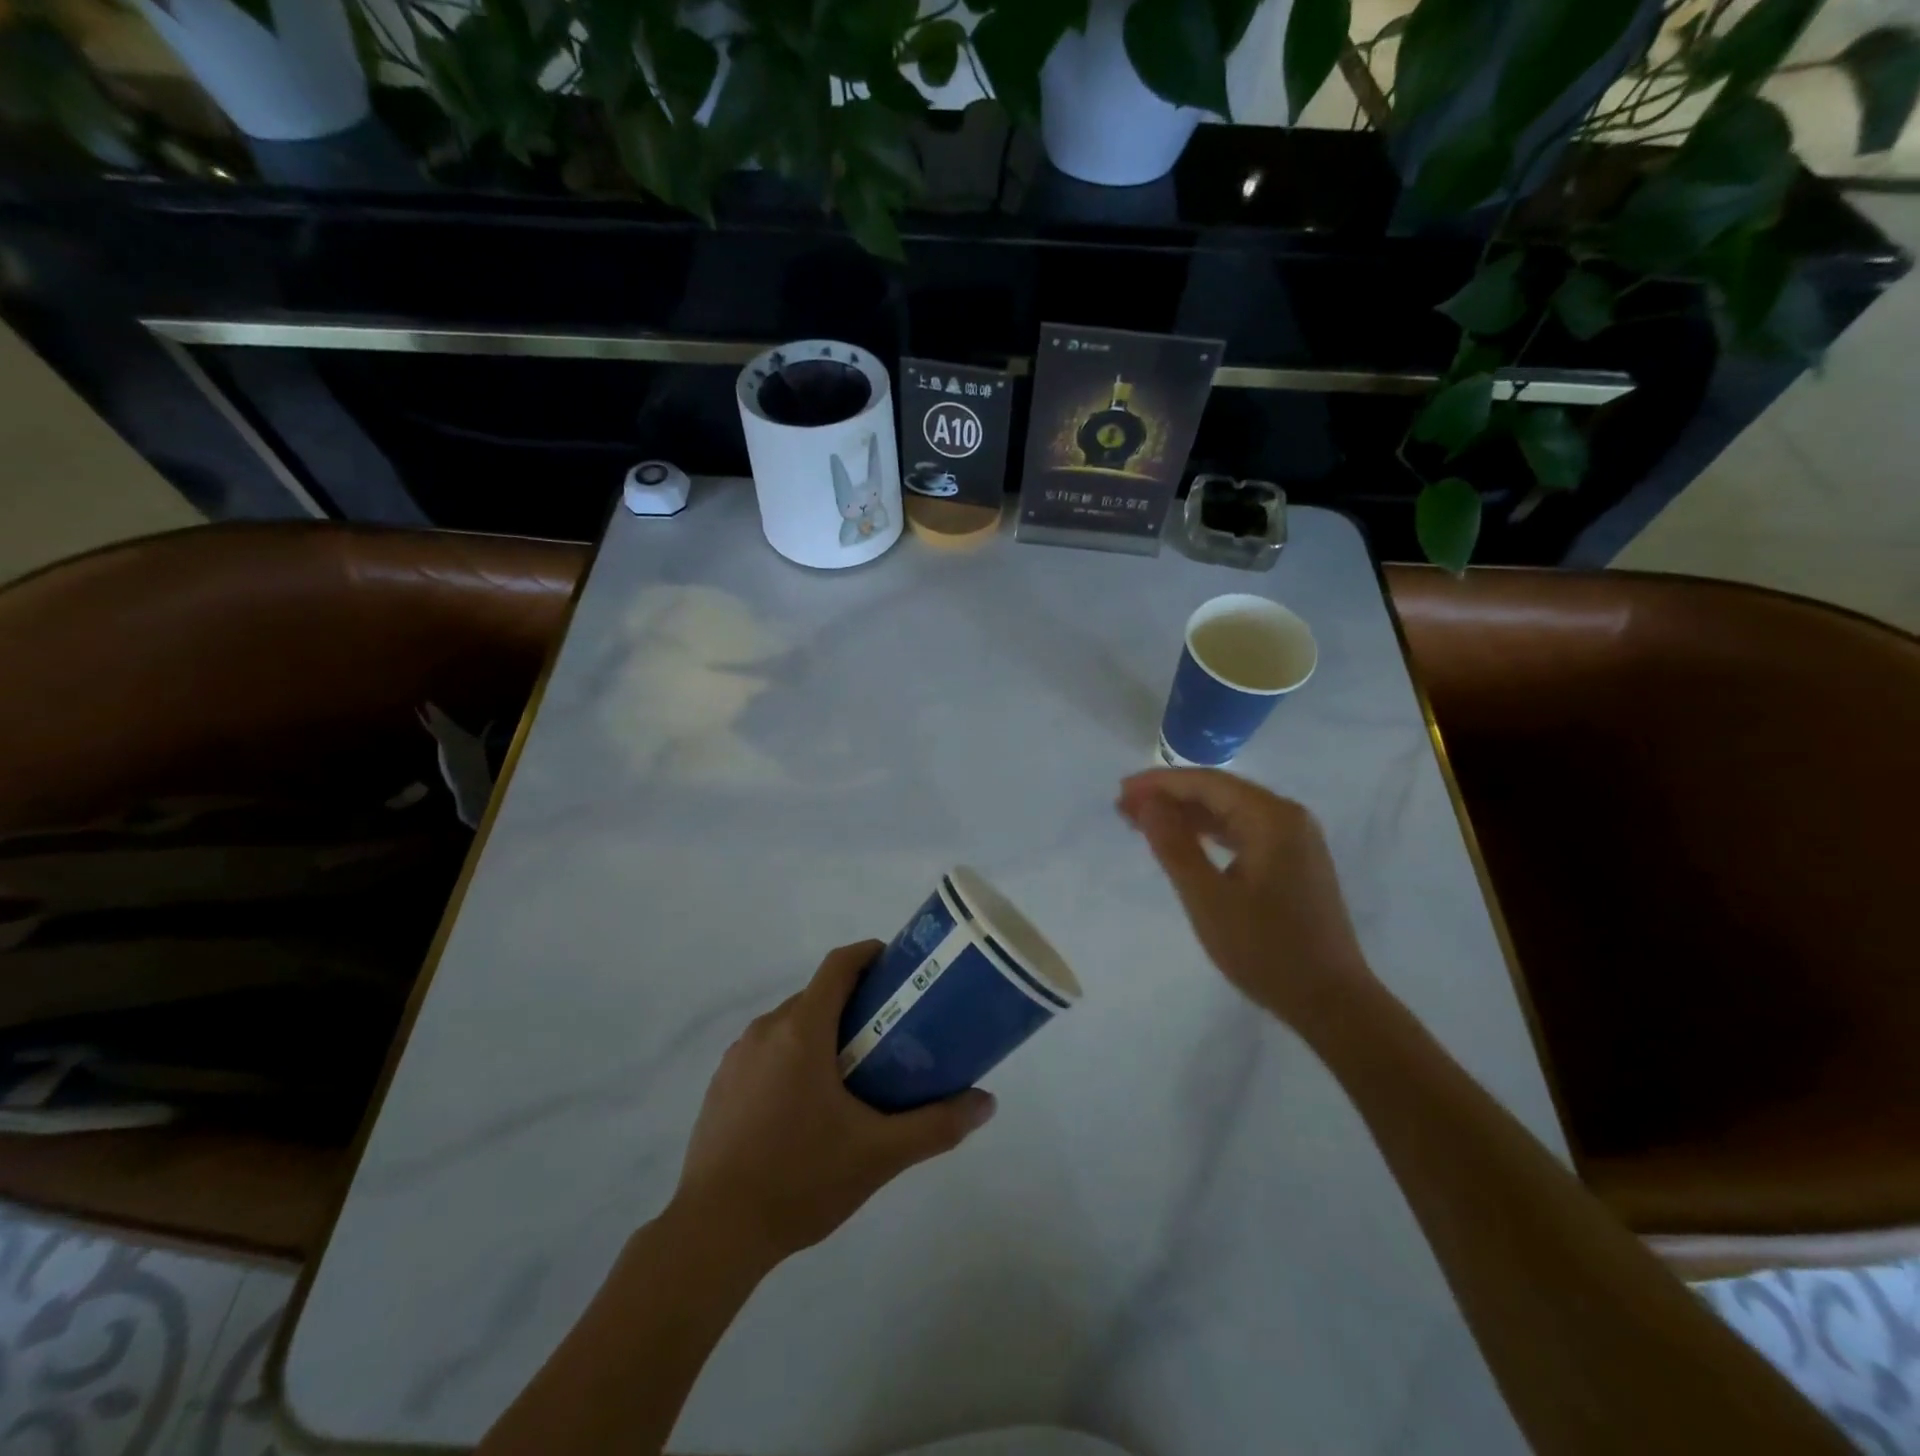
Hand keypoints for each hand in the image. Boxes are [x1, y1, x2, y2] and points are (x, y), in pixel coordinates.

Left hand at [672, 941, 996, 1265]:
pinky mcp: (720, 1085)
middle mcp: (765, 1030)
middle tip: (890, 1033)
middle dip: (854, 1003)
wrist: (713, 1233)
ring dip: (823, 1033)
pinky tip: (807, 1108)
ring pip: (790, 1024)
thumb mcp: (879, 1154)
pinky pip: (766, 1051)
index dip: (869, 954)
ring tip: (854, 1074)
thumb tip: (986, 1103)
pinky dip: (793, 1058)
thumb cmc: (800, 1179)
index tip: (898, 967)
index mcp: (802, 1030)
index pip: (838, 965)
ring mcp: (737, 1057)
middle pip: (817, 995)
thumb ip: (936, 1125)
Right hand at [1118, 768, 1372, 1027]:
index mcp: (1271, 817)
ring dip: (1187, 814)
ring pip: (1230, 811)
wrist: (1331, 1002)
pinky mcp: (1294, 860)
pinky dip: (1209, 832)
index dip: (1159, 784)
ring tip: (1143, 822)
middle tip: (1124, 808)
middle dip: (1170, 796)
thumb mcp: (1207, 898)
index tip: (1120, 792)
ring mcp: (1295, 838)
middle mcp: (1288, 817)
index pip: (1206, 783)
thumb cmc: (1264, 949)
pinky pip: (1244, 831)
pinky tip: (1184, 841)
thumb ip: (1174, 845)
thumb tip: (1146, 801)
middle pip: (1219, 791)